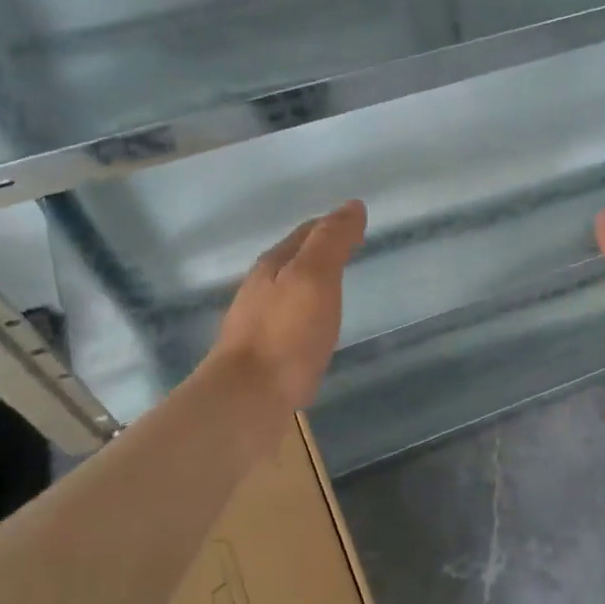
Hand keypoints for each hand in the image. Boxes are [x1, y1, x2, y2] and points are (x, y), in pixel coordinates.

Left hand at [209, 200, 366, 409]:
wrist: (248, 397)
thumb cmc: (286, 333)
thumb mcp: (314, 277)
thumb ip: (332, 241)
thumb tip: (352, 206)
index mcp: (272, 265)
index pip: (305, 233)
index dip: (331, 224)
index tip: (356, 224)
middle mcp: (260, 289)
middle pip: (293, 259)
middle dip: (319, 251)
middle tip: (349, 250)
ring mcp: (257, 322)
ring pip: (289, 291)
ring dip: (311, 283)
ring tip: (336, 286)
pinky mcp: (262, 354)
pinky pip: (289, 321)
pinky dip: (306, 313)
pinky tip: (316, 327)